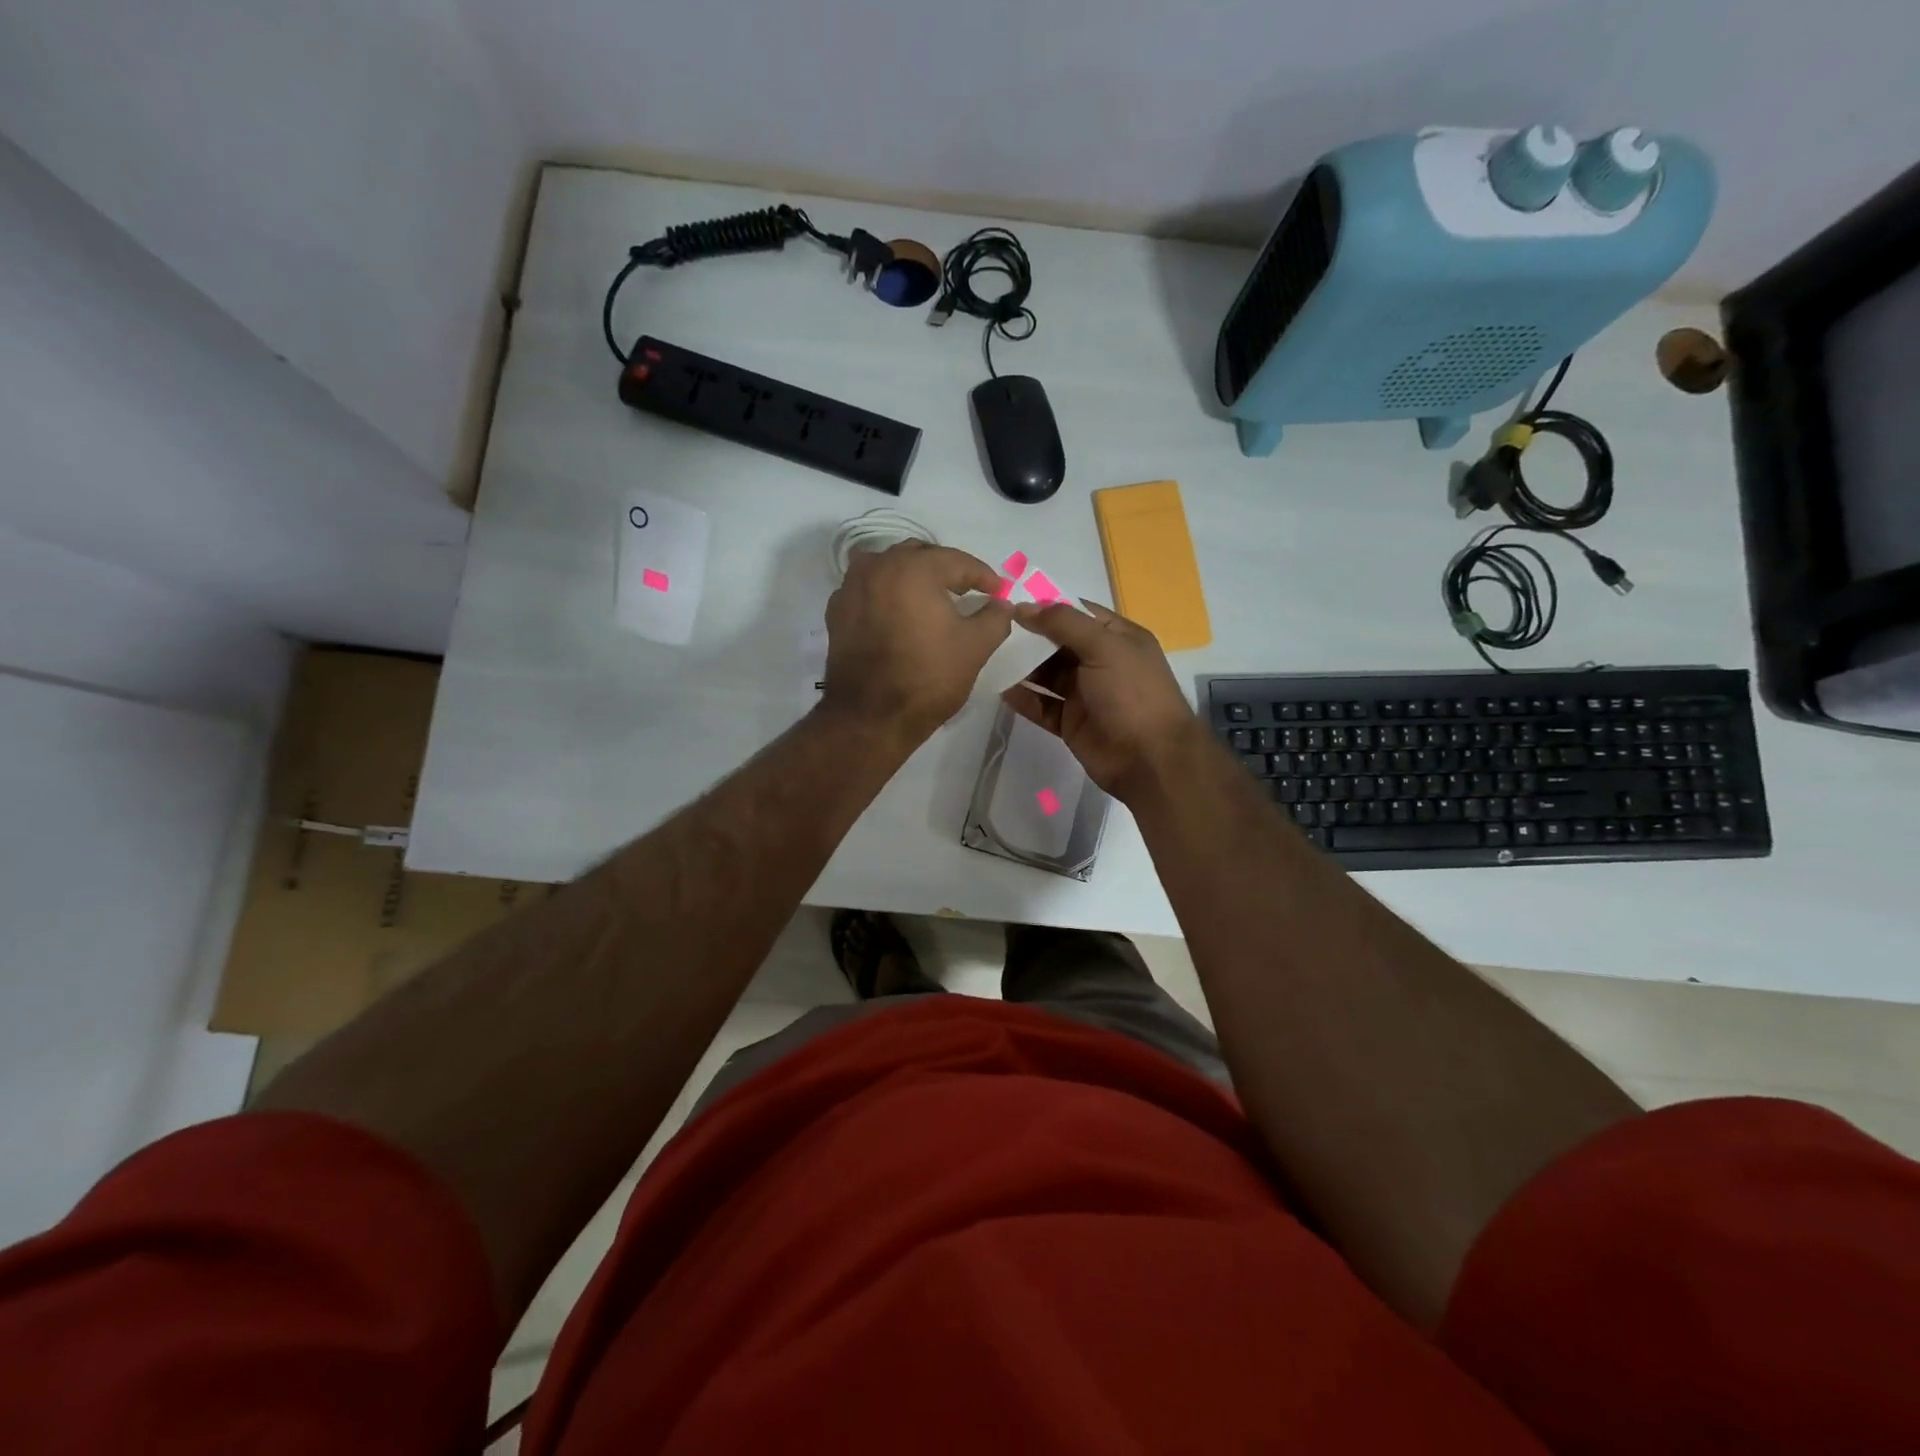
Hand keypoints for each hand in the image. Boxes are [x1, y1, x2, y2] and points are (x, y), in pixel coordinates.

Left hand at [823, 542, 1012, 743]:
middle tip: (966, 591)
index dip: (983, 576)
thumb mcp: (975, 647)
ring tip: (930, 599)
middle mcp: (878, 566)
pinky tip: (898, 615)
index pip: (957, 561)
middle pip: (920, 556)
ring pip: (888, 568)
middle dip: (946, 570)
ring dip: (912, 577)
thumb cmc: (928, 677)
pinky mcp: (837, 612)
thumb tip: (1001, 604)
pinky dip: (886, 594)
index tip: (998, 591)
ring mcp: (851, 587)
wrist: (870, 716)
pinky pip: (867, 589)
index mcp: (914, 568)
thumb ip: (995, 618)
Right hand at [1002, 599, 1204, 799]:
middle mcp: (1101, 662)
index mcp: (1118, 638)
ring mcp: (1085, 694)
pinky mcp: (1071, 723)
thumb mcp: (1104, 647)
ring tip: (990, 657)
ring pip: (1047, 675)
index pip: (1078, 613)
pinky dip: (1024, 699)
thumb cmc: (1132, 693)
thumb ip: (1064, 623)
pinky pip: (1042, 706)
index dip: (1047, 606)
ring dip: (1022, 667)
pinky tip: (1000, 689)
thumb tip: (1024, 607)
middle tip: (992, 630)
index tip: (1010, 601)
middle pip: (1058, 644)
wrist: (1149, 759)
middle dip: (1029, 637)